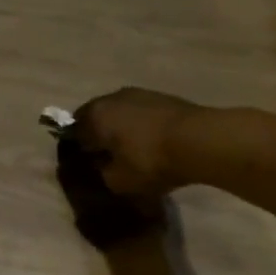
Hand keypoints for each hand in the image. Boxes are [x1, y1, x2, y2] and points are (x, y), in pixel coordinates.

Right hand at [73, 87, 203, 198]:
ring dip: (123, 128)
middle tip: (110, 157)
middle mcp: (111, 98)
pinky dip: (143, 125)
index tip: (89, 163)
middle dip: (100, 135)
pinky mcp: (163, 97)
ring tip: (135, 149)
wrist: (200, 140)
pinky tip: (154, 142)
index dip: (79, 149)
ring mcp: (139, 94)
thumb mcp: (120, 181)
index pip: (74, 131)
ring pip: (121, 113)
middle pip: (97, 118)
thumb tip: (102, 167)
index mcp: (94, 116)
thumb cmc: (150, 161)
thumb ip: (103, 174)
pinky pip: (143, 112)